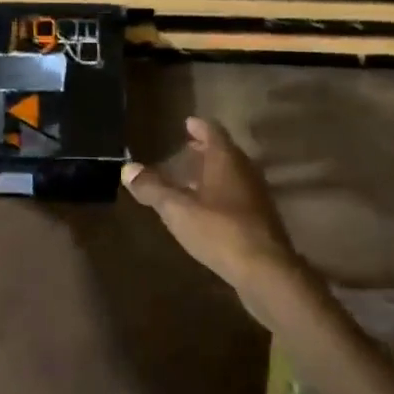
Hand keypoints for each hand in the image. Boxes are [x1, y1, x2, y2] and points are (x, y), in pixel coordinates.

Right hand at [121, 117, 299, 299]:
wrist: (266, 271)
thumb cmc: (219, 231)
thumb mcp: (177, 209)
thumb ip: (153, 188)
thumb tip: (128, 169)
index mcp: (226, 160)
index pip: (213, 132)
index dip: (199, 126)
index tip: (187, 122)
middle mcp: (244, 171)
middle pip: (224, 152)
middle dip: (205, 148)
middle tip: (187, 147)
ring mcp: (256, 195)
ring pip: (232, 174)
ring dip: (213, 172)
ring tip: (192, 177)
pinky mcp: (260, 219)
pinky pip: (237, 195)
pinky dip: (221, 192)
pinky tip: (208, 207)